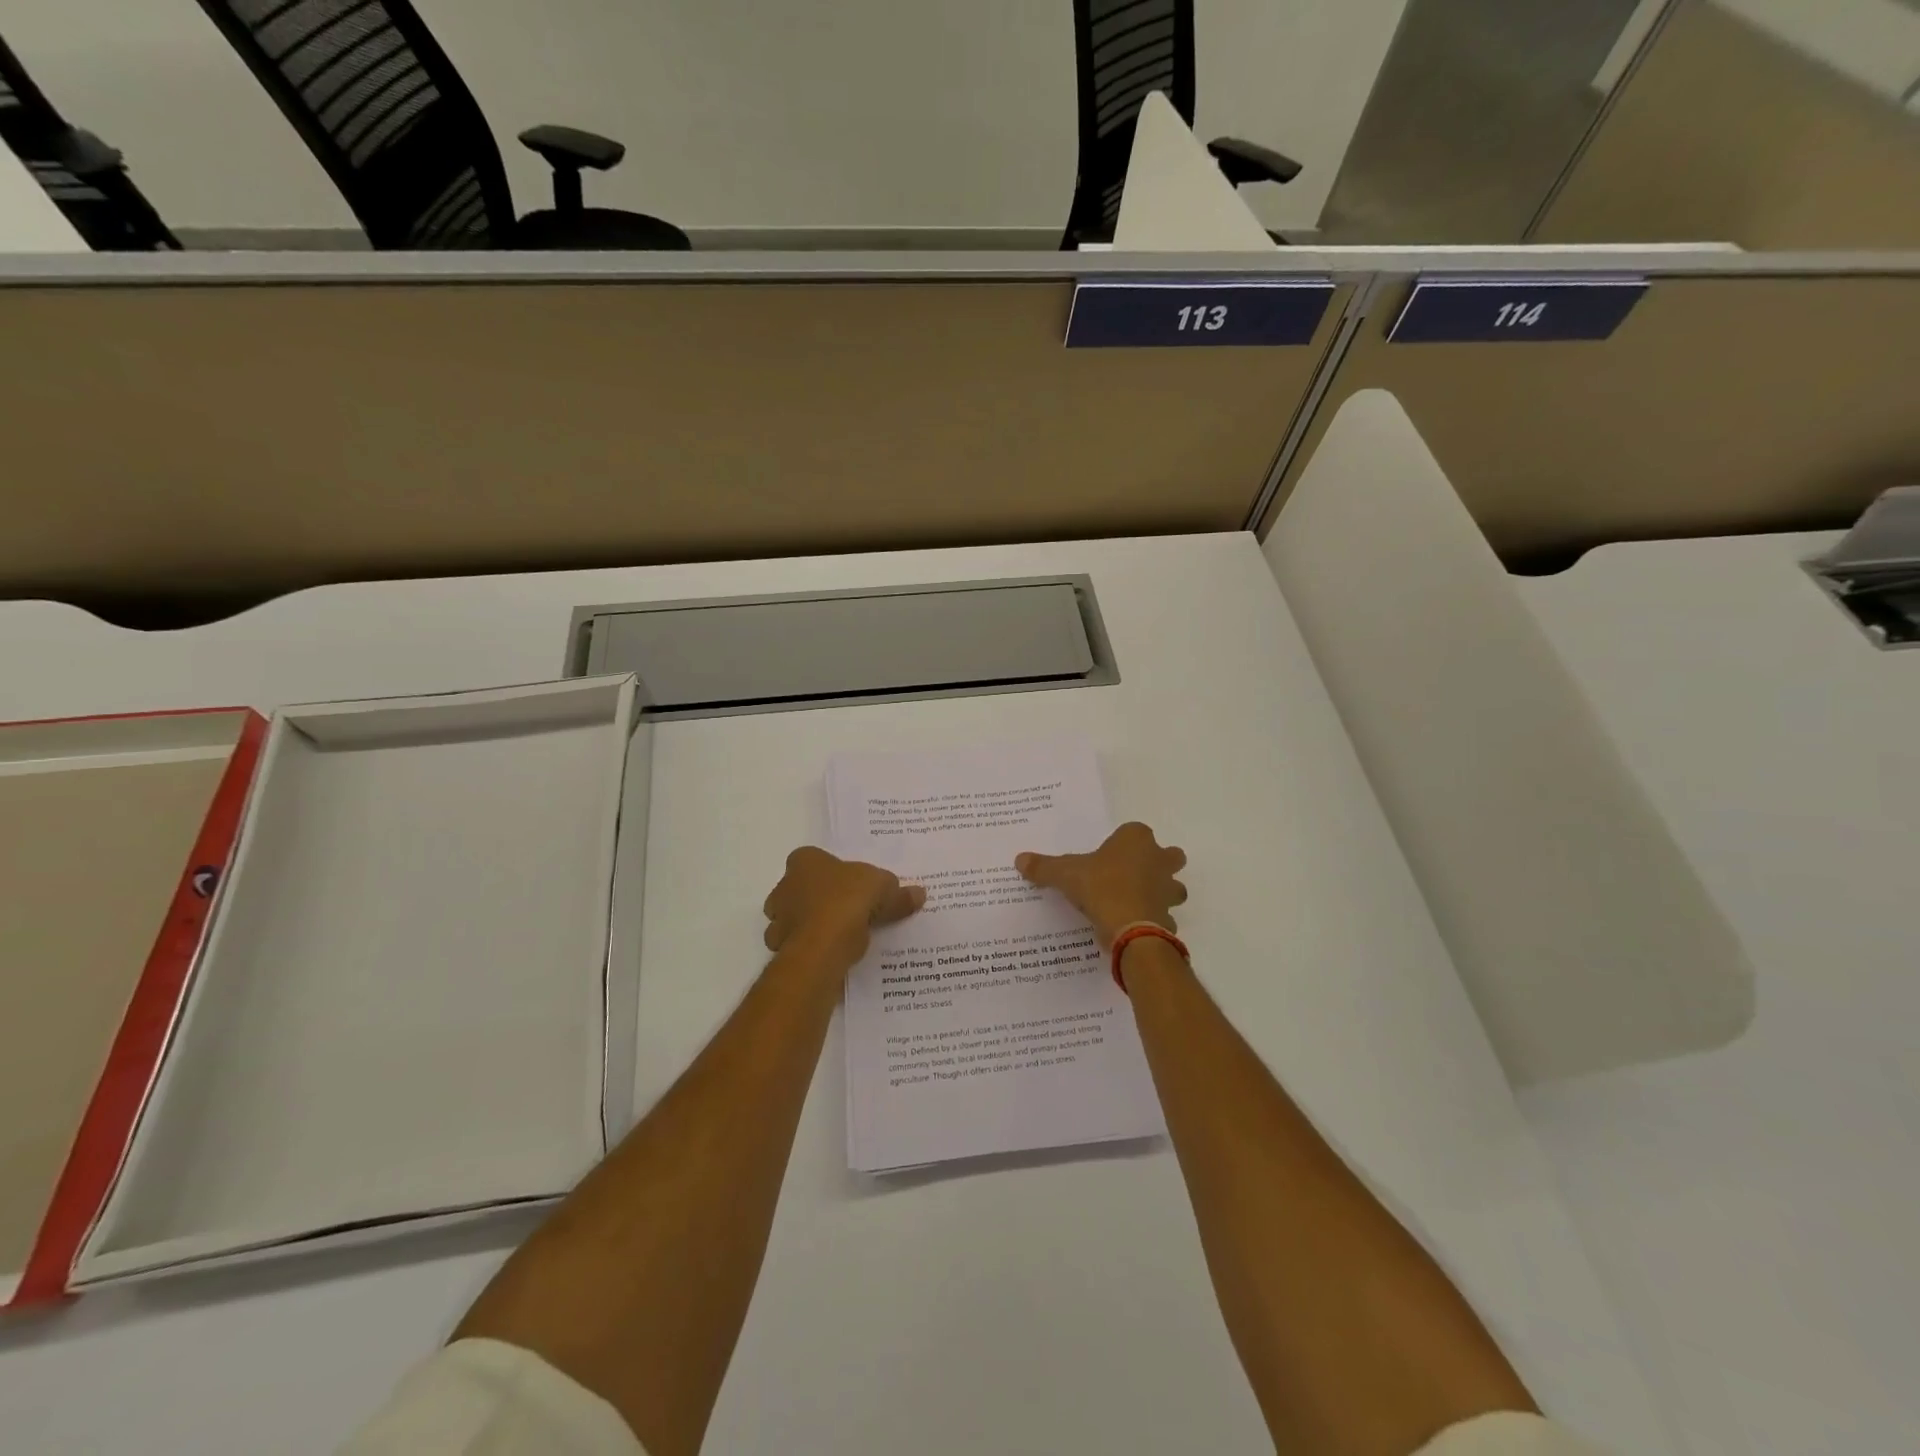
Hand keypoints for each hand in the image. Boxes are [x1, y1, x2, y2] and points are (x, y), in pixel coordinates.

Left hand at [762, 847, 924, 967]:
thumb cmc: (846, 901)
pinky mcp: (782, 949)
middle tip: (852, 909)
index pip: (815, 859)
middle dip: (821, 898)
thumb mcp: (884, 889)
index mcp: (804, 861)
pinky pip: (801, 946)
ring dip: (815, 925)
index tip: (853, 885)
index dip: (834, 871)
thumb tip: (918, 894)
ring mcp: (778, 920)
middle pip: (803, 889)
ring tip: (845, 935)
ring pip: (798, 919)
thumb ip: (898, 892)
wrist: (821, 948)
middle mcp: (784, 886)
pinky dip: (815, 949)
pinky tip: (836, 954)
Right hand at [1016, 822, 1186, 948]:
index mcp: (1136, 840)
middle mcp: (1159, 860)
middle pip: (1169, 855)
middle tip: (1133, 875)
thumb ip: (1044, 866)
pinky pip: (1165, 916)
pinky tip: (1135, 927)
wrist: (1130, 928)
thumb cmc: (1100, 888)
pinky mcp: (1170, 918)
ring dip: (1162, 892)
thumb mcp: (1065, 874)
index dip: (1124, 842)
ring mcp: (1168, 890)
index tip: (1109, 855)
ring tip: (1136, 902)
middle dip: (1158, 863)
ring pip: (1174, 886)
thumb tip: (1019, 860)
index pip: (1135, 831)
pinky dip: (1154, 921)